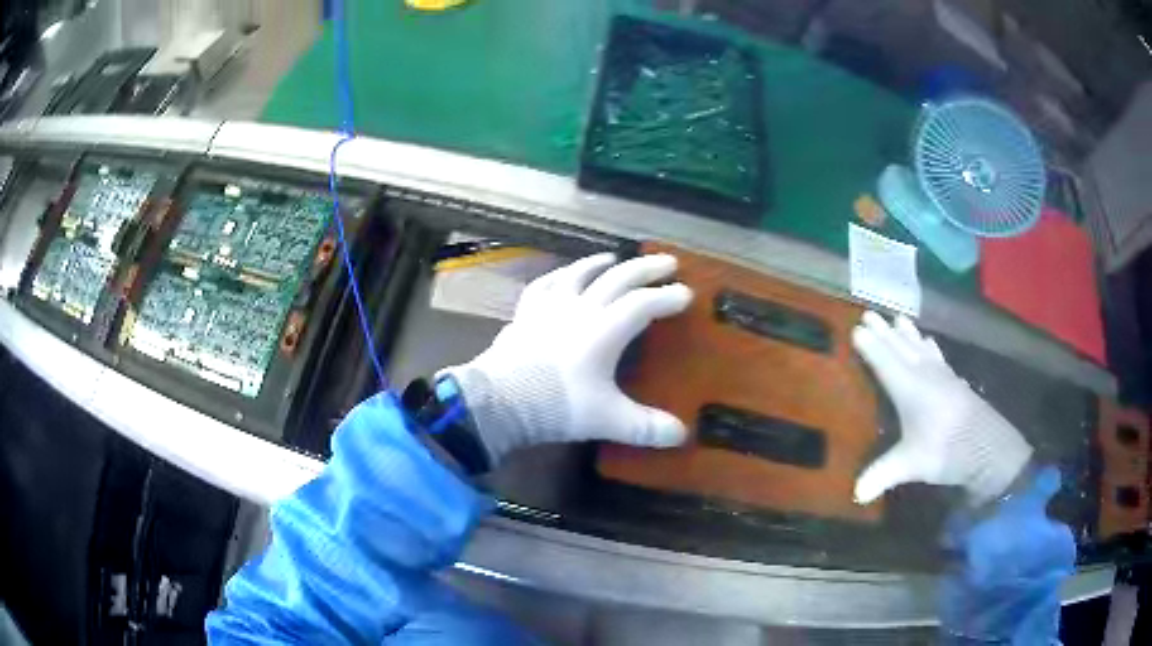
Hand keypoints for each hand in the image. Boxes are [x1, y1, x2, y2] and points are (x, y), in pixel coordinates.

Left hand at [441, 253, 693, 464]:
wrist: (499, 402)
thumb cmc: (557, 406)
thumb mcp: (607, 419)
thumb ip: (645, 427)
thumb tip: (681, 435)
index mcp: (604, 330)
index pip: (644, 304)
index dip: (667, 297)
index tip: (687, 294)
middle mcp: (580, 309)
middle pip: (618, 279)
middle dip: (645, 269)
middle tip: (668, 262)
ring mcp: (549, 308)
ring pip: (579, 274)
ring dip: (600, 264)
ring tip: (614, 258)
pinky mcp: (524, 314)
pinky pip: (542, 286)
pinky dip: (557, 277)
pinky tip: (561, 276)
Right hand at [852, 312, 1033, 505]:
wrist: (986, 446)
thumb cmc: (945, 450)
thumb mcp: (911, 465)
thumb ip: (882, 475)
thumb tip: (856, 495)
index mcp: (909, 388)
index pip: (885, 361)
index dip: (870, 346)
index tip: (856, 328)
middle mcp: (924, 374)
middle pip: (900, 348)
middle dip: (884, 332)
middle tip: (869, 313)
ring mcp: (942, 375)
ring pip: (919, 347)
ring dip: (906, 333)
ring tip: (898, 318)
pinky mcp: (955, 380)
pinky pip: (936, 354)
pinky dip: (928, 345)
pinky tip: (929, 342)